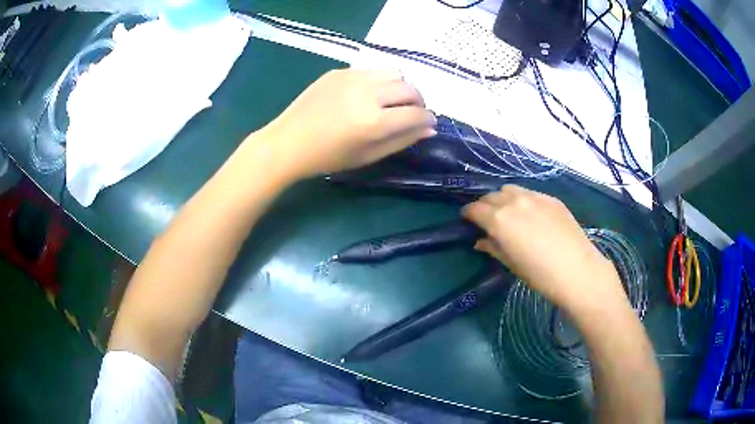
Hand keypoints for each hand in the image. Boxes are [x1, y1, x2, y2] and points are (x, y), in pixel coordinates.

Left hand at [258, 68, 435, 177]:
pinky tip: (369, 94)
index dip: (429, 119)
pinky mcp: (340, 71)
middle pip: (410, 89)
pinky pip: (372, 70)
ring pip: (395, 73)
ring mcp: (353, 77)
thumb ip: (402, 140)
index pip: (417, 114)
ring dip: (401, 87)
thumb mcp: (369, 155)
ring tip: (392, 100)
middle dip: (419, 102)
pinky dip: (380, 81)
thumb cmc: (328, 157)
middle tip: (412, 112)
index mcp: (375, 121)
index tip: (429, 123)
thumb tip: (430, 128)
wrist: (289, 141)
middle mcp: (368, 93)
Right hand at [462, 185, 626, 313]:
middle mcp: (514, 201)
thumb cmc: (539, 274)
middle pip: (491, 196)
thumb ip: (493, 248)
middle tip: (487, 219)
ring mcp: (534, 197)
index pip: (475, 209)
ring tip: (508, 212)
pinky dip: (522, 200)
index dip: (468, 214)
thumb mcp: (511, 264)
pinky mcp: (551, 198)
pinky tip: (530, 214)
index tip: (467, 220)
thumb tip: (480, 242)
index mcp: (499, 219)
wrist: (577, 270)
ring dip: (503, 199)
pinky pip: (530, 193)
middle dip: (484, 206)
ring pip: (510, 190)